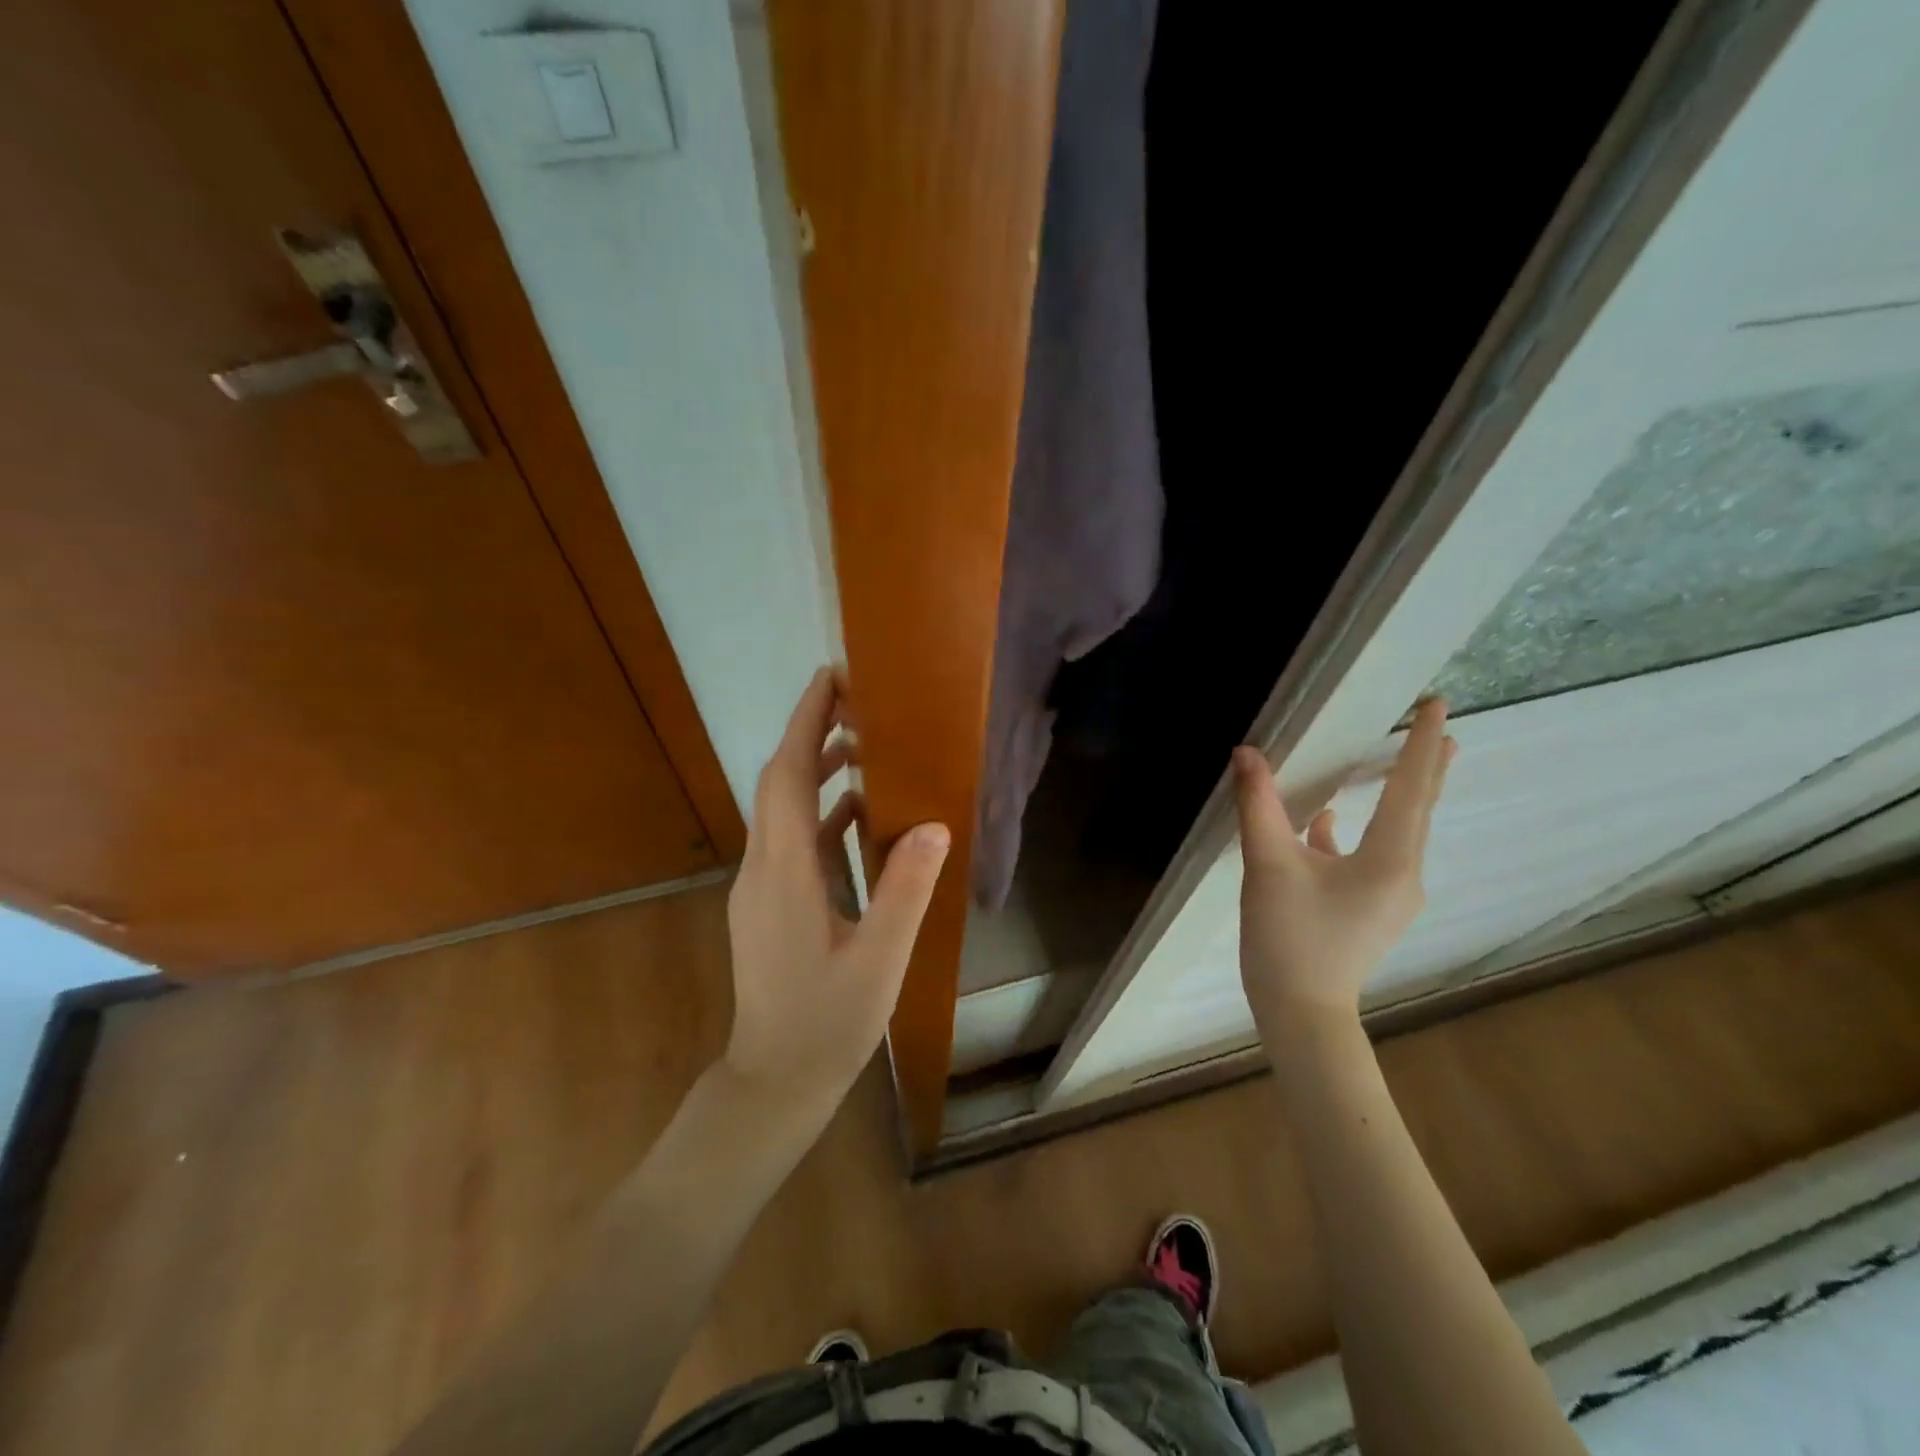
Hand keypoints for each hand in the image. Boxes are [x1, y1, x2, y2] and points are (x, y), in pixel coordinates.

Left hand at [723, 668, 950, 1118]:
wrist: (774, 1080)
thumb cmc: (827, 1023)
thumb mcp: (879, 960)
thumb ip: (904, 892)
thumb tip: (934, 826)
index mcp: (784, 873)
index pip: (787, 777)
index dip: (805, 724)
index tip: (830, 680)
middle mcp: (761, 869)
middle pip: (778, 783)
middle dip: (810, 735)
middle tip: (856, 702)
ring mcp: (759, 887)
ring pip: (781, 810)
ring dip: (814, 772)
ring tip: (862, 748)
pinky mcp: (766, 904)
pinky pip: (789, 840)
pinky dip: (818, 814)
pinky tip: (855, 817)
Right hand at [1231, 699, 1453, 1042]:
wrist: (1301, 1012)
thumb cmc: (1289, 939)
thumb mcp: (1268, 866)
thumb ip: (1260, 806)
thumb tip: (1247, 754)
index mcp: (1389, 860)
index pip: (1410, 788)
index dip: (1419, 743)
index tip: (1435, 705)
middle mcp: (1404, 874)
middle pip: (1417, 809)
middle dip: (1426, 766)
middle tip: (1439, 726)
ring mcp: (1391, 896)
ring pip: (1397, 832)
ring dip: (1397, 796)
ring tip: (1398, 764)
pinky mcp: (1371, 909)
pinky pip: (1374, 856)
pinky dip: (1357, 831)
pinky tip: (1325, 823)